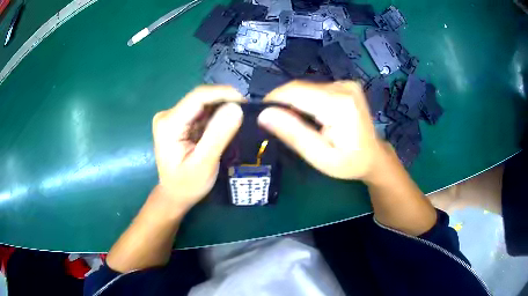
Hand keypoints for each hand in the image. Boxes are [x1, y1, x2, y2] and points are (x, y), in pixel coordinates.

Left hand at [152, 86, 243, 208]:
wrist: (174, 195)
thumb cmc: (187, 184)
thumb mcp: (204, 163)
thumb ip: (218, 134)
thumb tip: (237, 107)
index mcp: (168, 124)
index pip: (198, 97)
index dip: (224, 93)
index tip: (247, 101)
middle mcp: (168, 115)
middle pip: (200, 98)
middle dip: (225, 101)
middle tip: (248, 111)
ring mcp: (172, 117)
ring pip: (203, 104)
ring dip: (222, 108)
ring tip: (241, 117)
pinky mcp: (179, 122)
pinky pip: (201, 112)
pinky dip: (216, 116)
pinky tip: (227, 123)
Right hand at [258, 81, 383, 180]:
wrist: (374, 156)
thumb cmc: (349, 163)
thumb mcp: (320, 157)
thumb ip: (293, 134)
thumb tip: (264, 115)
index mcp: (339, 104)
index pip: (294, 91)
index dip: (273, 100)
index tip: (262, 115)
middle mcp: (343, 86)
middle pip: (300, 88)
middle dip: (285, 104)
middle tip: (280, 125)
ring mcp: (346, 83)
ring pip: (306, 87)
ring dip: (296, 102)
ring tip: (298, 123)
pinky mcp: (345, 84)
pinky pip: (316, 89)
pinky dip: (307, 100)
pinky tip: (312, 116)